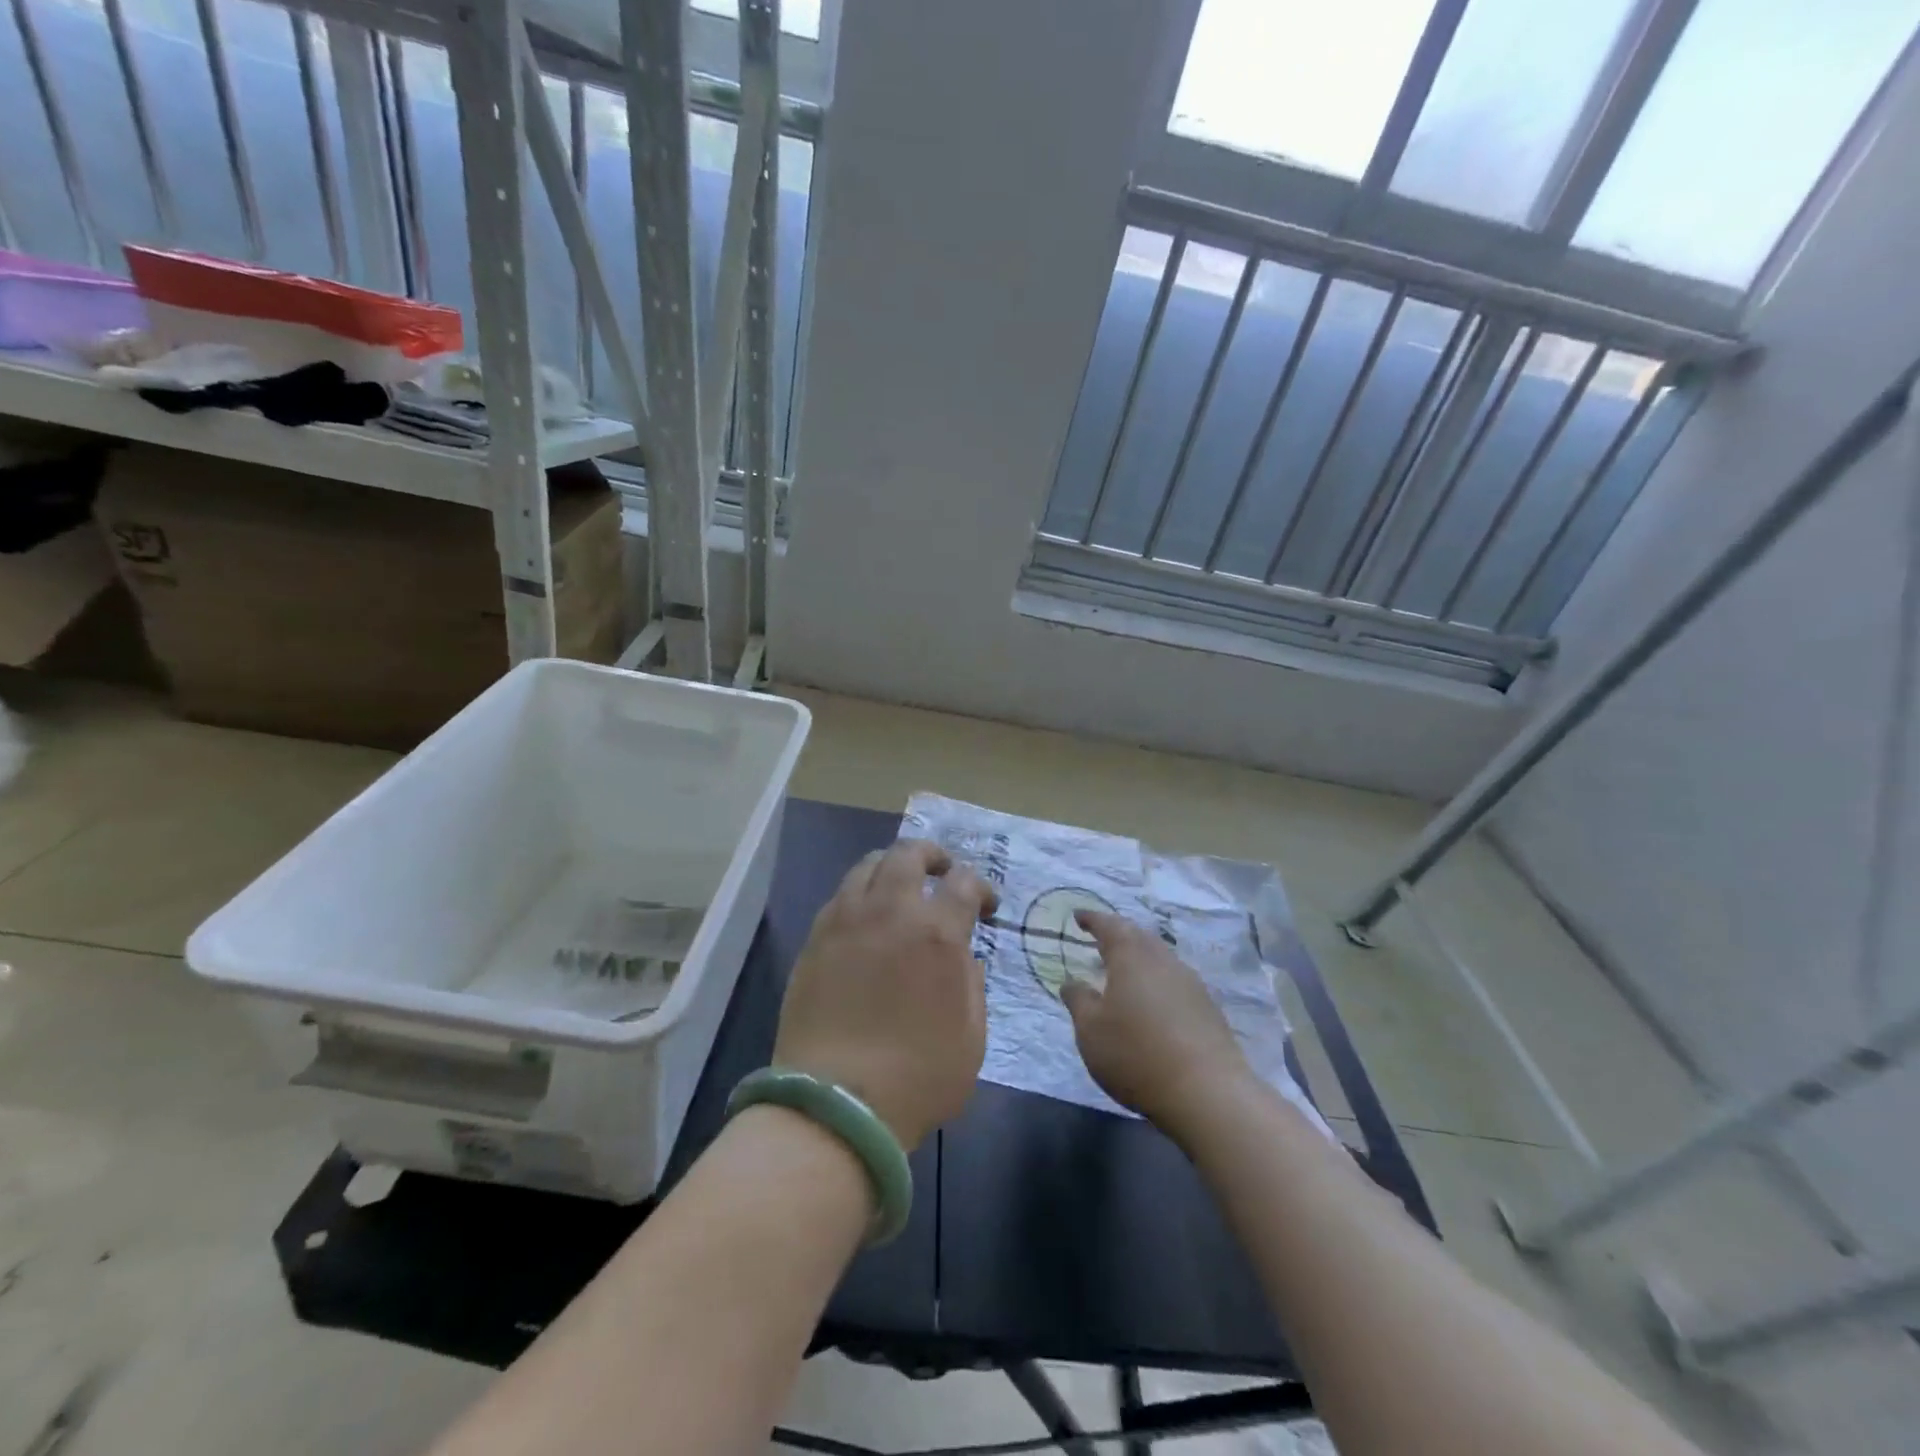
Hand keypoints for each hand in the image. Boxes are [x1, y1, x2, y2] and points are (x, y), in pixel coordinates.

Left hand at [773, 839, 997, 1149]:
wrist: (837, 1105)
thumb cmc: (918, 1077)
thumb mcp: (972, 1038)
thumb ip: (973, 986)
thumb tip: (965, 958)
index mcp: (937, 933)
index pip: (964, 882)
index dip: (982, 887)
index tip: (986, 908)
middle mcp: (891, 912)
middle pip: (909, 853)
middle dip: (932, 855)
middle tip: (942, 872)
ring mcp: (846, 921)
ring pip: (868, 865)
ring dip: (892, 866)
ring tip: (901, 887)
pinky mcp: (815, 939)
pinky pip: (840, 896)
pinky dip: (861, 893)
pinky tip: (866, 918)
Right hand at [1062, 910, 1254, 1145]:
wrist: (1207, 1093)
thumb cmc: (1136, 1055)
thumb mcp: (1091, 1031)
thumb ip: (1079, 1001)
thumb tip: (1071, 982)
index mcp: (1131, 957)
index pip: (1109, 926)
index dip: (1093, 919)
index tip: (1079, 917)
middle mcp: (1163, 961)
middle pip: (1139, 937)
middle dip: (1118, 934)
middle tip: (1101, 939)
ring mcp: (1190, 983)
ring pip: (1160, 958)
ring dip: (1140, 958)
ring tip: (1124, 969)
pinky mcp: (1208, 1008)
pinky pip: (1175, 981)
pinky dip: (1157, 981)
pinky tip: (1153, 1000)